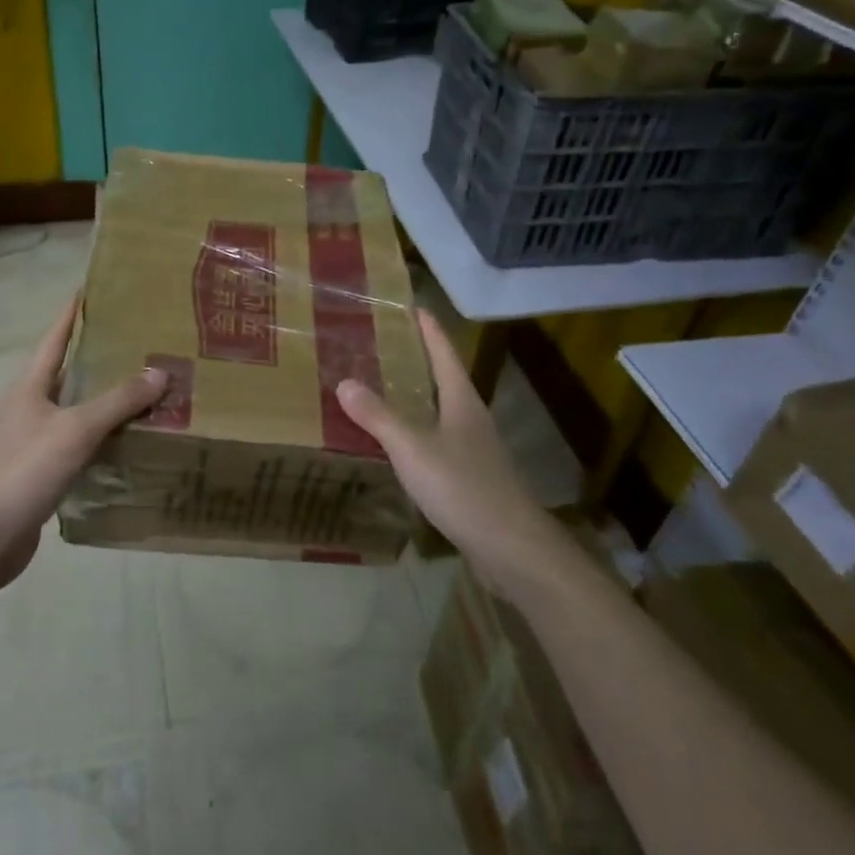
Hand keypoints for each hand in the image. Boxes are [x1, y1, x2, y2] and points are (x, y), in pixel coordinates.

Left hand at [0, 297, 167, 585]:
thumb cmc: (26, 468)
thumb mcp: (76, 428)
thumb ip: (118, 401)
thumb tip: (160, 372)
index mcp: (30, 386)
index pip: (55, 338)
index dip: (73, 313)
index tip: (93, 289)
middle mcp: (29, 406)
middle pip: (67, 372)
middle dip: (100, 356)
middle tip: (140, 342)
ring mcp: (33, 440)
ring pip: (75, 409)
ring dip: (105, 400)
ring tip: (145, 388)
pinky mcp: (41, 471)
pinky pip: (78, 442)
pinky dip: (101, 436)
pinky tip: (128, 440)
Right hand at [336, 310, 556, 585]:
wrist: (511, 548)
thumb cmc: (463, 487)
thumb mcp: (413, 448)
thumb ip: (378, 416)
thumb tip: (344, 382)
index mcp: (462, 400)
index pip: (443, 352)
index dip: (428, 328)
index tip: (410, 306)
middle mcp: (471, 417)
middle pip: (443, 378)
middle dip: (416, 360)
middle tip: (379, 346)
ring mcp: (474, 449)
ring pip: (440, 411)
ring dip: (415, 398)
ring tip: (380, 389)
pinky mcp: (470, 477)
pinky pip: (437, 442)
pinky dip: (415, 432)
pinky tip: (396, 444)